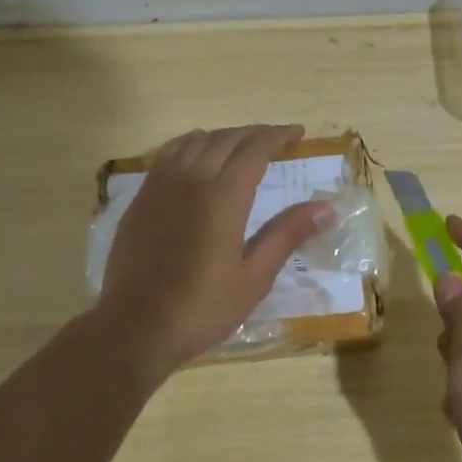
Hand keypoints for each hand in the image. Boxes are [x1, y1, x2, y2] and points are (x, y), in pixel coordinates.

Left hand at [97, 124, 330, 382]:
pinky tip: (197, 159)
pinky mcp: (140, 200)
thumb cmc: (203, 308)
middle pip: (225, 139)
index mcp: (223, 199)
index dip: (278, 136)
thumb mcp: (254, 278)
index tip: (297, 134)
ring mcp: (159, 187)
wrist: (136, 327)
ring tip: (240, 147)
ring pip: (193, 141)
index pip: (254, 150)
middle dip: (254, 134)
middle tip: (275, 141)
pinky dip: (190, 145)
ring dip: (222, 137)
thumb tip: (325, 207)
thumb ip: (287, 235)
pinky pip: (168, 155)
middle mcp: (190, 181)